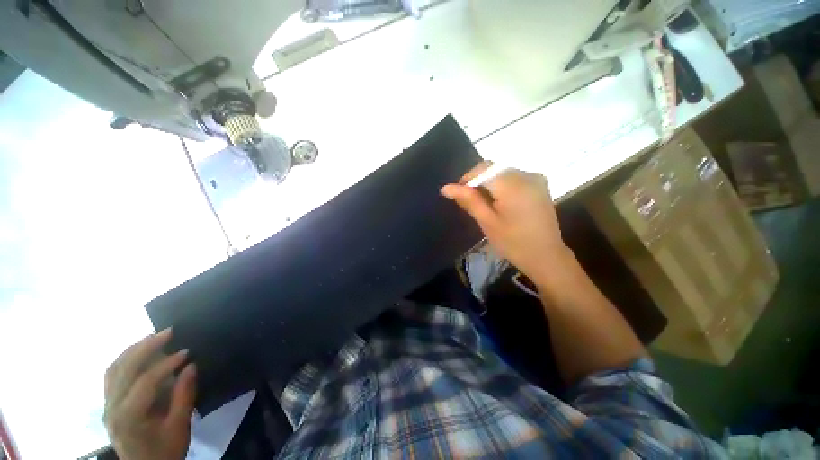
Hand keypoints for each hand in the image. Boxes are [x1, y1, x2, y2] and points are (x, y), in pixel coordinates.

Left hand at [104, 329, 196, 459]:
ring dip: (133, 350)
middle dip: (146, 347)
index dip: (166, 364)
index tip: (187, 351)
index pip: (144, 381)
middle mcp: (112, 408)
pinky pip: (112, 376)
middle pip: (124, 369)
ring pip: (113, 369)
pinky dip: (124, 360)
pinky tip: (137, 353)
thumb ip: (184, 396)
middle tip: (168, 331)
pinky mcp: (109, 404)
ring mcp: (107, 406)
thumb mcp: (179, 426)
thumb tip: (191, 366)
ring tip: (152, 337)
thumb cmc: (165, 450)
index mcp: (129, 417)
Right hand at [441, 162, 572, 286]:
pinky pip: (514, 177)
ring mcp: (536, 179)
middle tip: (470, 203)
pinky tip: (500, 203)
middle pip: (493, 169)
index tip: (458, 195)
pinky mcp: (540, 185)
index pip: (483, 169)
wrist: (546, 256)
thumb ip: (468, 200)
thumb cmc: (513, 243)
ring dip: (489, 184)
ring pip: (502, 173)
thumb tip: (446, 188)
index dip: (467, 179)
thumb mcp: (487, 222)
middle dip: (478, 182)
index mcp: (513, 185)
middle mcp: (526, 175)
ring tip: (484, 205)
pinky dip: (501, 186)